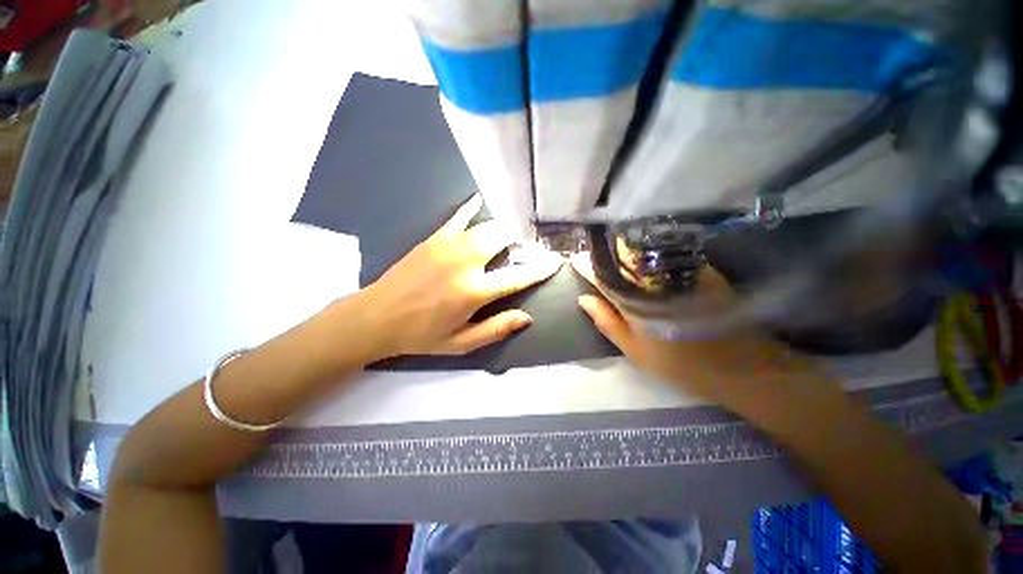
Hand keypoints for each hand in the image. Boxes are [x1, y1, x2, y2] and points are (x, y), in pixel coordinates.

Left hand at [359, 195, 561, 357]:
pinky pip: (459, 216)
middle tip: (524, 251)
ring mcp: (449, 245)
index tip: (555, 261)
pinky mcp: (434, 238)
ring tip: (508, 237)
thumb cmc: (421, 335)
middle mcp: (465, 262)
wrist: (376, 317)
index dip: (540, 269)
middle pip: (503, 239)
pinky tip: (480, 200)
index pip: (517, 276)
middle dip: (520, 242)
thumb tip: (526, 318)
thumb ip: (495, 329)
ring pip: (487, 225)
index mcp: (473, 291)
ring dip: (503, 229)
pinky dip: (472, 207)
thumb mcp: (461, 343)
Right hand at [571, 252, 807, 404]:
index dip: (586, 266)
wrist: (738, 364)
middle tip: (594, 256)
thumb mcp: (633, 349)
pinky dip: (648, 253)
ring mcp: (676, 270)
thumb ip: (606, 321)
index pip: (601, 275)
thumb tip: (583, 299)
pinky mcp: (697, 267)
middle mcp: (652, 278)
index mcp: (633, 299)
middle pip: (621, 255)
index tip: (574, 261)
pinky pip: (665, 253)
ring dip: (624, 250)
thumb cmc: (678, 362)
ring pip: (642, 251)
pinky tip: (644, 258)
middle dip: (604, 253)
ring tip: (613, 253)